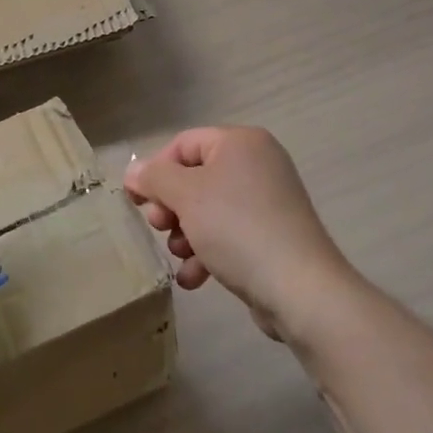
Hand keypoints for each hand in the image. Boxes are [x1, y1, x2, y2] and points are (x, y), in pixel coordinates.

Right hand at [123, 126, 357, 339]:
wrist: (300, 288)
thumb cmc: (237, 228)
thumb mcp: (186, 196)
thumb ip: (154, 178)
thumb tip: (133, 171)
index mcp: (240, 143)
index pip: (183, 144)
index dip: (155, 171)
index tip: (138, 202)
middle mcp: (257, 164)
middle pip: (194, 178)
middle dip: (171, 207)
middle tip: (160, 228)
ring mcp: (267, 201)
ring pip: (207, 210)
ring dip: (185, 234)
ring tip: (181, 257)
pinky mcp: (271, 235)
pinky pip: (228, 234)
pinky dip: (207, 252)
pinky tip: (195, 278)